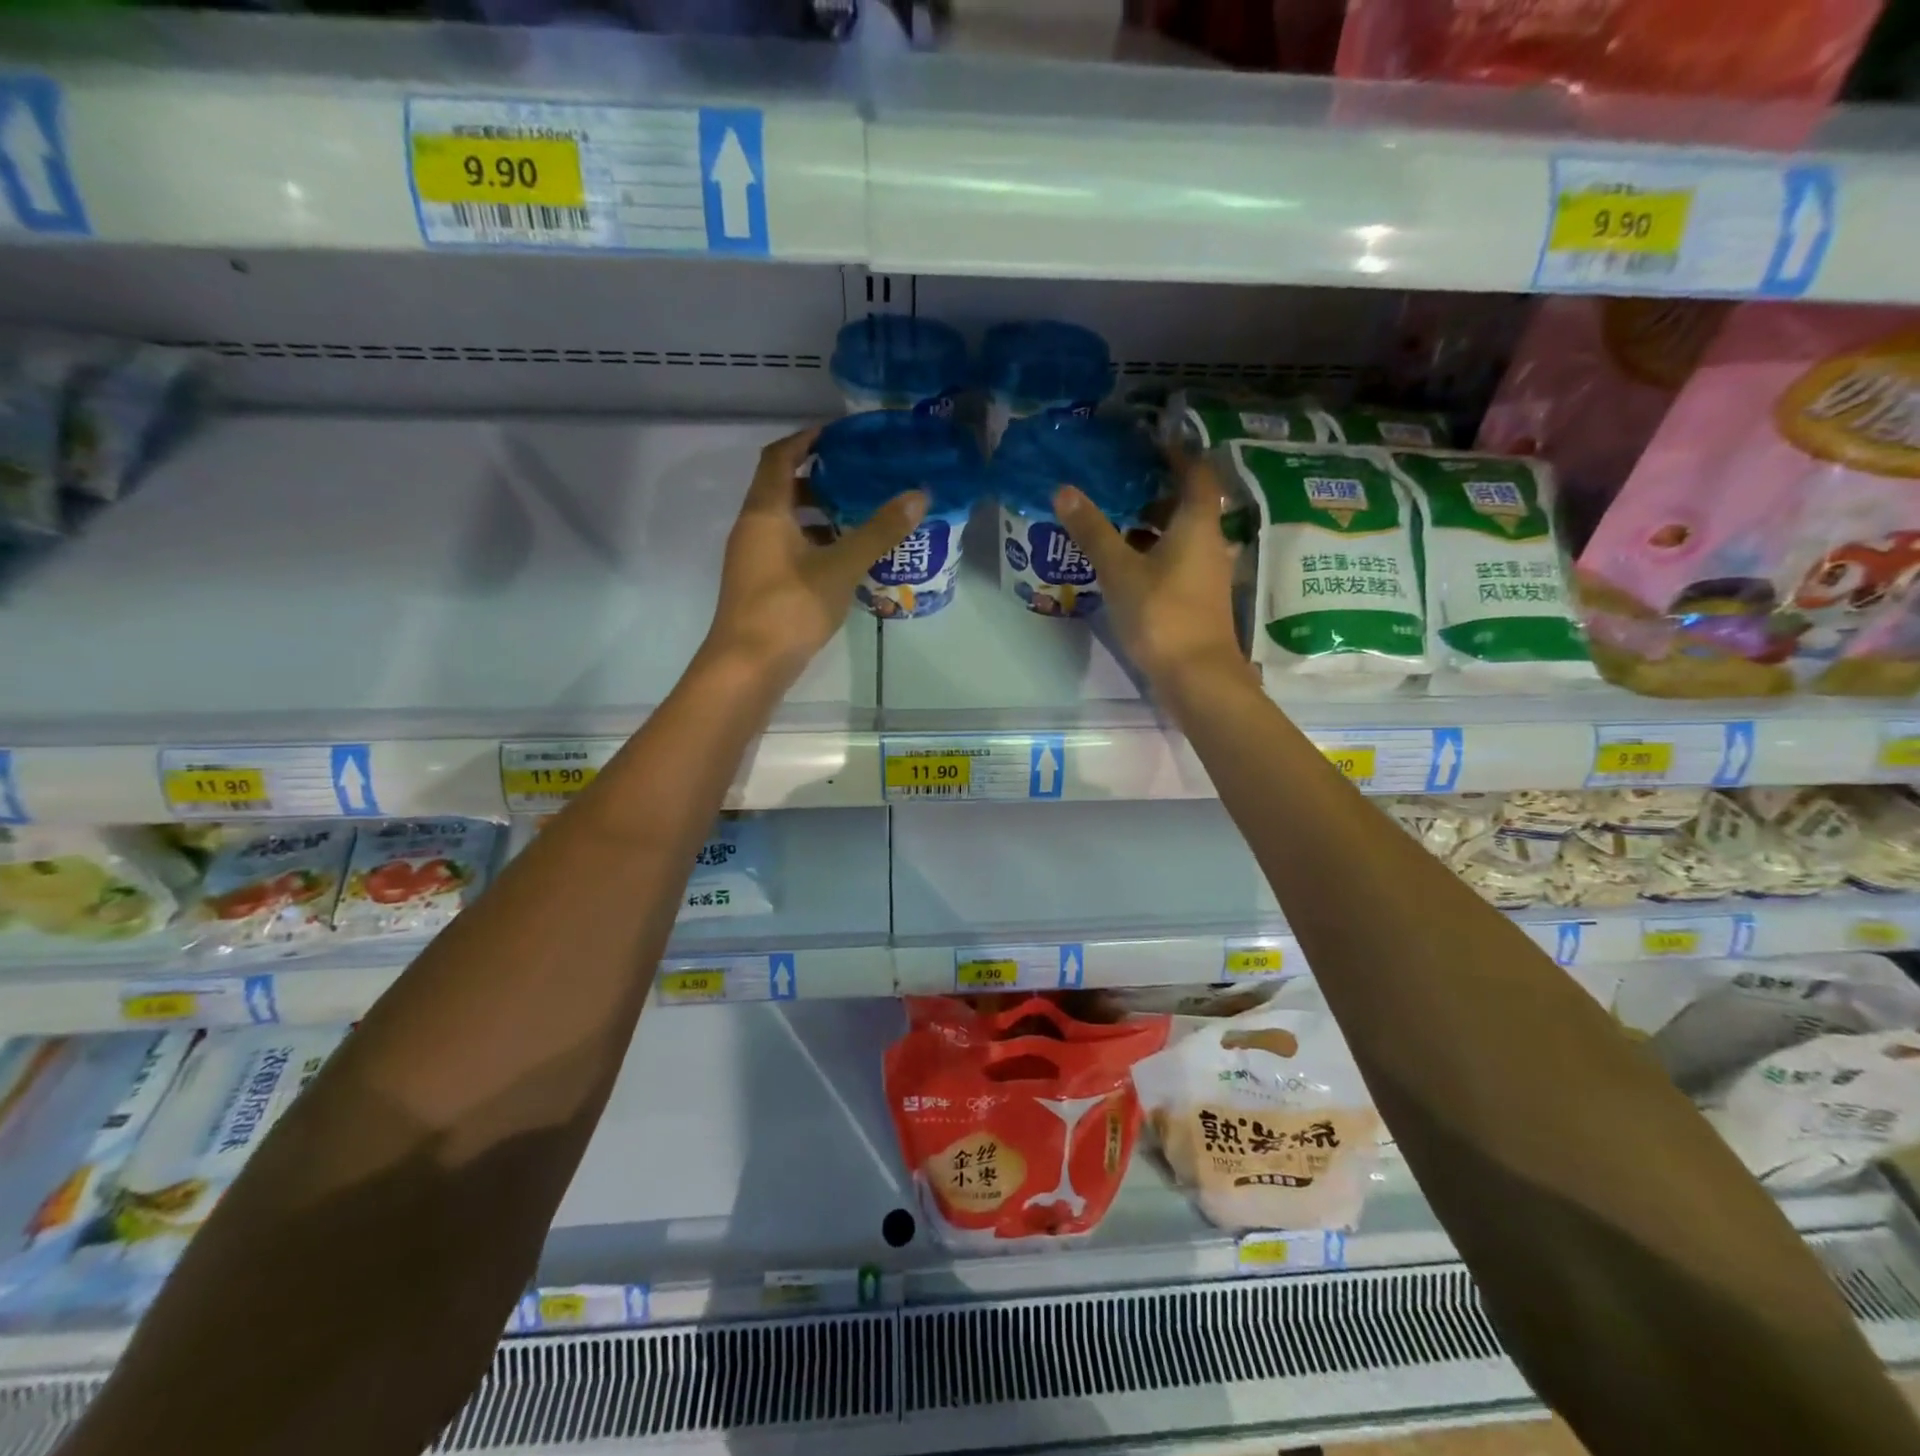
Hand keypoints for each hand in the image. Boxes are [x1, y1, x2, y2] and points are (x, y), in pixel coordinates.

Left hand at [705, 426, 927, 681]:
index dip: (807, 439)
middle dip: (820, 479)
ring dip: (820, 515)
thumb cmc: (790, 607)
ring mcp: (753, 558)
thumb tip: (918, 494)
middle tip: (860, 477)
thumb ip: (879, 531)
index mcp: (765, 511)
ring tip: (860, 517)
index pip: (780, 456)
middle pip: (783, 488)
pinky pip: (788, 549)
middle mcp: (753, 527)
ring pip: (787, 522)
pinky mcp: (760, 584)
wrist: (748, 665)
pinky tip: (845, 559)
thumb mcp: (841, 566)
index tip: (840, 434)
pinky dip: (815, 544)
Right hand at [1053, 452, 1250, 692]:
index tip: (1150, 442)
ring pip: (1179, 536)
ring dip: (1151, 524)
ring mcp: (1204, 573)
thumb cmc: (1161, 615)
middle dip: (1156, 490)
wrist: (1196, 676)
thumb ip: (1093, 531)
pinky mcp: (1196, 598)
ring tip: (1113, 518)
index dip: (1177, 454)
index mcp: (1197, 524)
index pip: (1196, 473)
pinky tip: (1123, 562)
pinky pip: (1175, 561)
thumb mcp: (1119, 571)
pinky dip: (1152, 552)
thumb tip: (1064, 490)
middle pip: (1187, 505)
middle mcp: (1208, 543)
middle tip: (1120, 480)